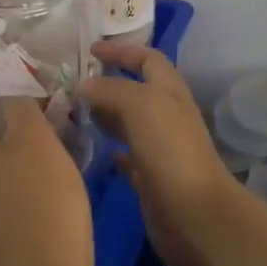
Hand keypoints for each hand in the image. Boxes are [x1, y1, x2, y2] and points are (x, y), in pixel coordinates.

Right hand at [81, 43, 243, 265]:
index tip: (90, 50)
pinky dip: (110, 151)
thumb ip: (111, 90)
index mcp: (169, 90)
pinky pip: (127, 157)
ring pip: (128, 122)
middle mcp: (166, 114)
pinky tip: (91, 152)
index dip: (121, 51)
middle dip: (106, 84)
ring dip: (104, 116)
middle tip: (71, 86)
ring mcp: (159, 147)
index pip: (147, 58)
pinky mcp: (151, 178)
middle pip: (135, 90)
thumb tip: (84, 85)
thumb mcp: (140, 105)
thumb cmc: (170, 150)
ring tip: (71, 115)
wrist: (195, 215)